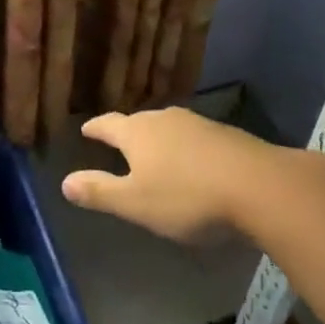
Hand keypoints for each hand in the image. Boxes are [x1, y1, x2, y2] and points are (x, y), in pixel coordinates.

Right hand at [62, 108, 276, 242]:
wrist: (260, 187)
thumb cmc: (188, 197)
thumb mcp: (136, 203)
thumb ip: (100, 192)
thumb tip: (64, 182)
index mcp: (137, 133)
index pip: (108, 124)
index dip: (95, 129)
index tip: (86, 130)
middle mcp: (164, 120)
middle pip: (139, 123)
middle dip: (128, 133)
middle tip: (120, 144)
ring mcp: (198, 124)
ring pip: (169, 128)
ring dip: (159, 140)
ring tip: (156, 154)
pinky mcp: (227, 136)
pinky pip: (195, 139)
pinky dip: (187, 149)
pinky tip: (194, 165)